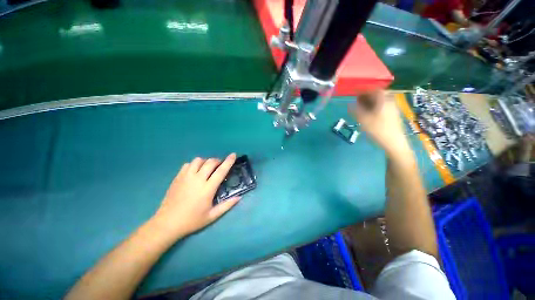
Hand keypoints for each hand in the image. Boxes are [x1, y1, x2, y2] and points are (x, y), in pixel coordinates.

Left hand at [151, 154, 239, 238]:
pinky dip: (194, 165)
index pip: (221, 171)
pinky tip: (195, 172)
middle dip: (218, 161)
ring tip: (207, 168)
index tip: (233, 155)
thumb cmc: (192, 220)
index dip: (228, 161)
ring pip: (198, 160)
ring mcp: (186, 177)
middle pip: (210, 162)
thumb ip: (227, 205)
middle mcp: (197, 179)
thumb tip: (239, 197)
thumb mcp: (212, 216)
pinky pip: (188, 164)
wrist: (167, 223)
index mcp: (207, 188)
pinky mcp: (178, 177)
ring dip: (206, 162)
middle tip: (220, 166)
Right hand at [348, 90, 409, 156]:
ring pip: (380, 100)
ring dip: (369, 101)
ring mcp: (392, 108)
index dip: (363, 89)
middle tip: (357, 100)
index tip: (355, 91)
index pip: (373, 89)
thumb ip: (355, 111)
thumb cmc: (378, 130)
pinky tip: (368, 113)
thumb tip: (349, 104)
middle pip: (377, 94)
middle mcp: (389, 101)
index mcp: (383, 100)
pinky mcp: (392, 115)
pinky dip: (374, 106)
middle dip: (366, 95)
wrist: (394, 143)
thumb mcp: (364, 120)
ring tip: (360, 107)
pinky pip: (382, 106)